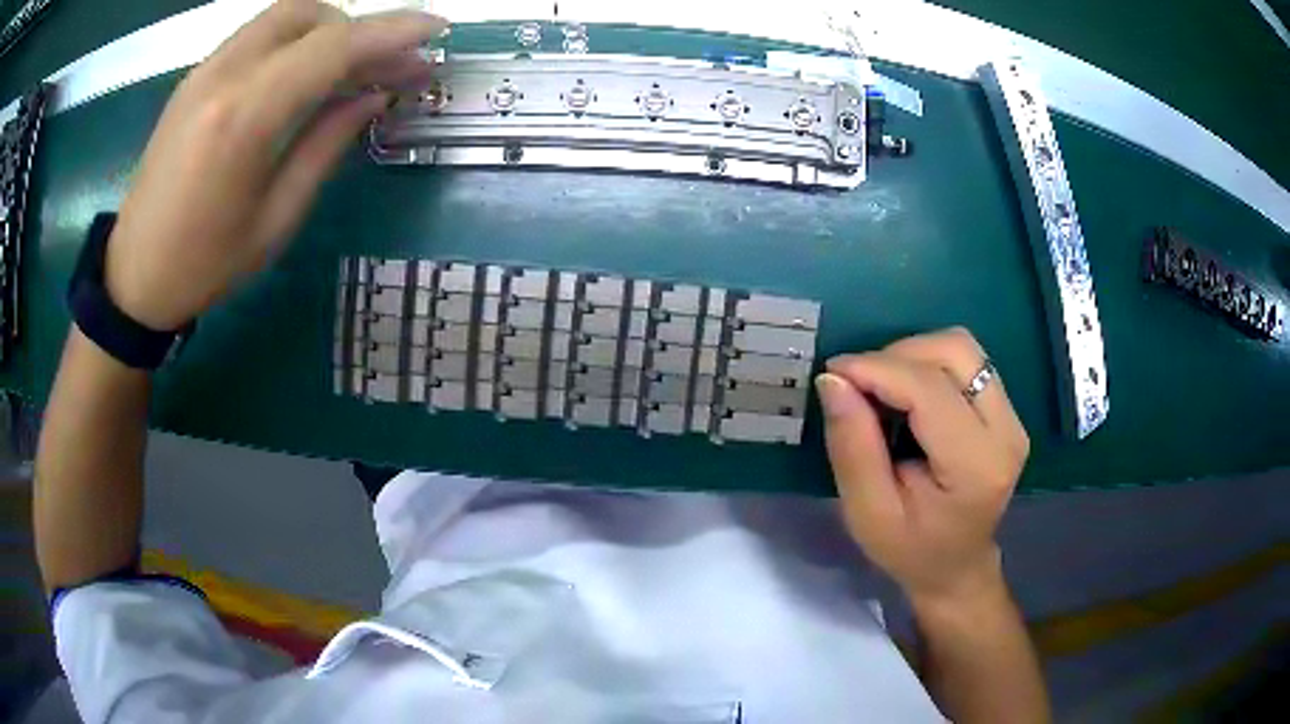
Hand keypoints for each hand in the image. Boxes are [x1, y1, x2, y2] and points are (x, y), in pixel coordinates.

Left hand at [104, 0, 447, 330]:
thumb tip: (375, 96)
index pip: (332, 47)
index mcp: (244, 119)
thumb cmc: (205, 265)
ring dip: (326, 29)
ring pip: (283, 15)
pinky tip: (303, 72)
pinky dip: (294, 39)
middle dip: (358, 28)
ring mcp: (204, 71)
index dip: (391, 32)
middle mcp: (224, 75)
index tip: (436, 31)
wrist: (133, 278)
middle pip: (309, 14)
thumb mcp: (276, 218)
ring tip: (348, 67)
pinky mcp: (195, 78)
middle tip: (386, 65)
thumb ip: (326, 144)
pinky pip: (257, 34)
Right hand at [816, 328, 1029, 608]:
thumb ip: (852, 447)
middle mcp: (1006, 430)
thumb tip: (833, 381)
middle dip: (897, 355)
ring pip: (962, 348)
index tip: (832, 373)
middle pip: (955, 351)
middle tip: (858, 385)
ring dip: (913, 355)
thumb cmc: (910, 550)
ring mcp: (1012, 416)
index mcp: (977, 465)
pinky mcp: (1006, 410)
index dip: (877, 368)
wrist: (956, 567)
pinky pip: (966, 362)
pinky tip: (906, 395)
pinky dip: (927, 364)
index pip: (930, 389)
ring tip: (881, 389)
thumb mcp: (868, 513)